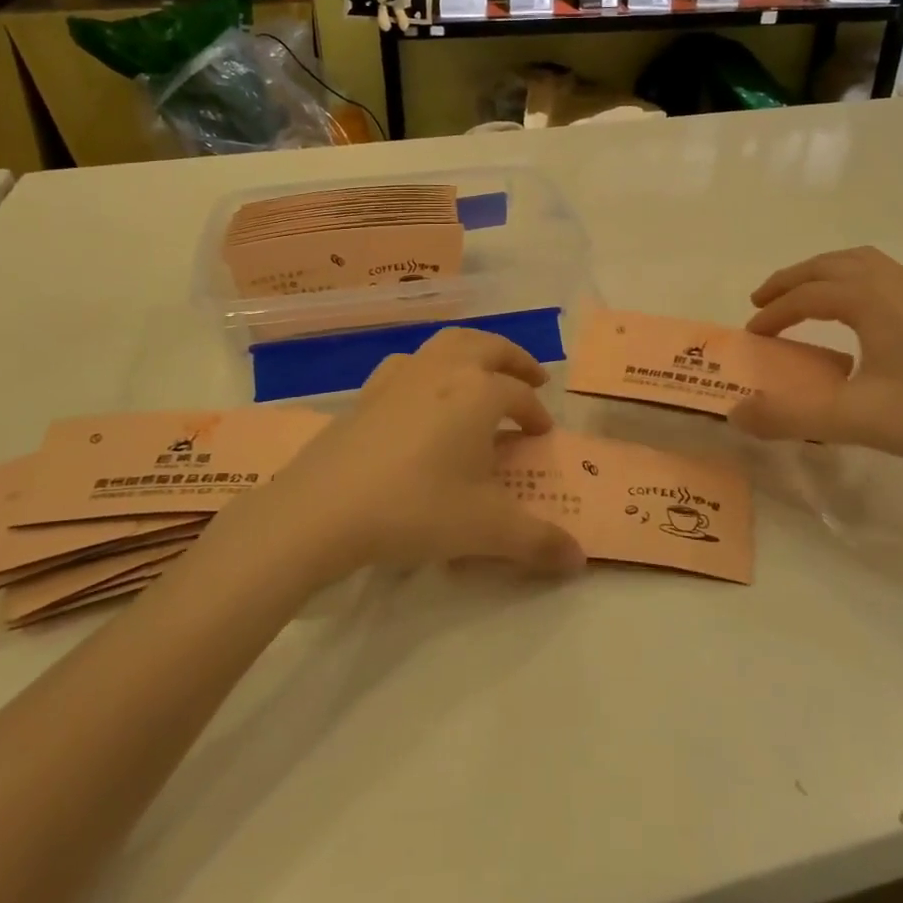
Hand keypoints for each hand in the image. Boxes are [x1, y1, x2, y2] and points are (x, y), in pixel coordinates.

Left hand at [216, 329, 586, 585]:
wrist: (324, 509)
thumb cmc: (415, 509)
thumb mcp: (484, 529)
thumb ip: (537, 542)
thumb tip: (578, 559)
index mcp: (479, 392)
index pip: (519, 395)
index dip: (536, 413)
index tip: (542, 434)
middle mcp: (444, 370)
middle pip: (489, 347)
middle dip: (516, 360)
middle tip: (532, 380)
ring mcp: (402, 375)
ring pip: (448, 343)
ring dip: (475, 351)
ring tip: (484, 373)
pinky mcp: (368, 390)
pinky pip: (410, 362)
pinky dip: (430, 365)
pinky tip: (424, 392)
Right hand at [730, 248, 902, 480]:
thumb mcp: (854, 420)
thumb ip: (790, 416)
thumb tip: (735, 414)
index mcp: (872, 299)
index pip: (807, 296)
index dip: (773, 314)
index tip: (751, 336)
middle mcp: (896, 284)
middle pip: (831, 265)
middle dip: (792, 280)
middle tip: (763, 302)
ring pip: (862, 264)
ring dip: (824, 275)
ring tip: (804, 299)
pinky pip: (884, 278)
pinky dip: (854, 283)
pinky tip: (858, 318)